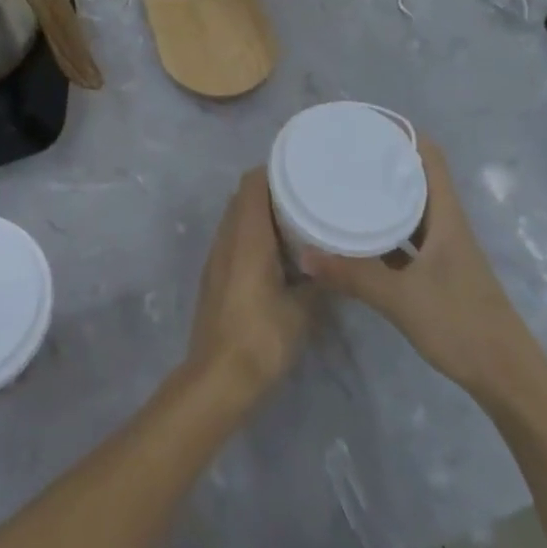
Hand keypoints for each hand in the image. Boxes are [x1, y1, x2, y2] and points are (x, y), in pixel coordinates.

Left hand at [185, 168, 316, 405]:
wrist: (218, 378)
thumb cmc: (262, 337)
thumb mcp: (302, 310)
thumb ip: (318, 280)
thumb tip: (331, 262)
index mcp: (247, 236)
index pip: (252, 183)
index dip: (274, 170)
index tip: (302, 169)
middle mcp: (227, 238)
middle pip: (244, 197)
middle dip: (272, 191)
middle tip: (307, 194)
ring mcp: (217, 257)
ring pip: (238, 219)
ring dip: (262, 214)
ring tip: (298, 221)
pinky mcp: (215, 276)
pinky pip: (234, 240)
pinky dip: (254, 235)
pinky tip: (279, 254)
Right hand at [300, 138, 546, 405]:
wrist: (508, 379)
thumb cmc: (461, 325)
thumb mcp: (401, 299)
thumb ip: (352, 275)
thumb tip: (304, 254)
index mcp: (446, 216)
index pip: (430, 156)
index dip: (402, 132)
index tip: (365, 123)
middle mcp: (446, 224)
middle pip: (417, 177)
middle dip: (383, 160)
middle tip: (343, 152)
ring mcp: (444, 250)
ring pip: (412, 208)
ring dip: (384, 194)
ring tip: (345, 184)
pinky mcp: (439, 273)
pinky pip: (408, 237)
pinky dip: (385, 228)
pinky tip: (359, 233)